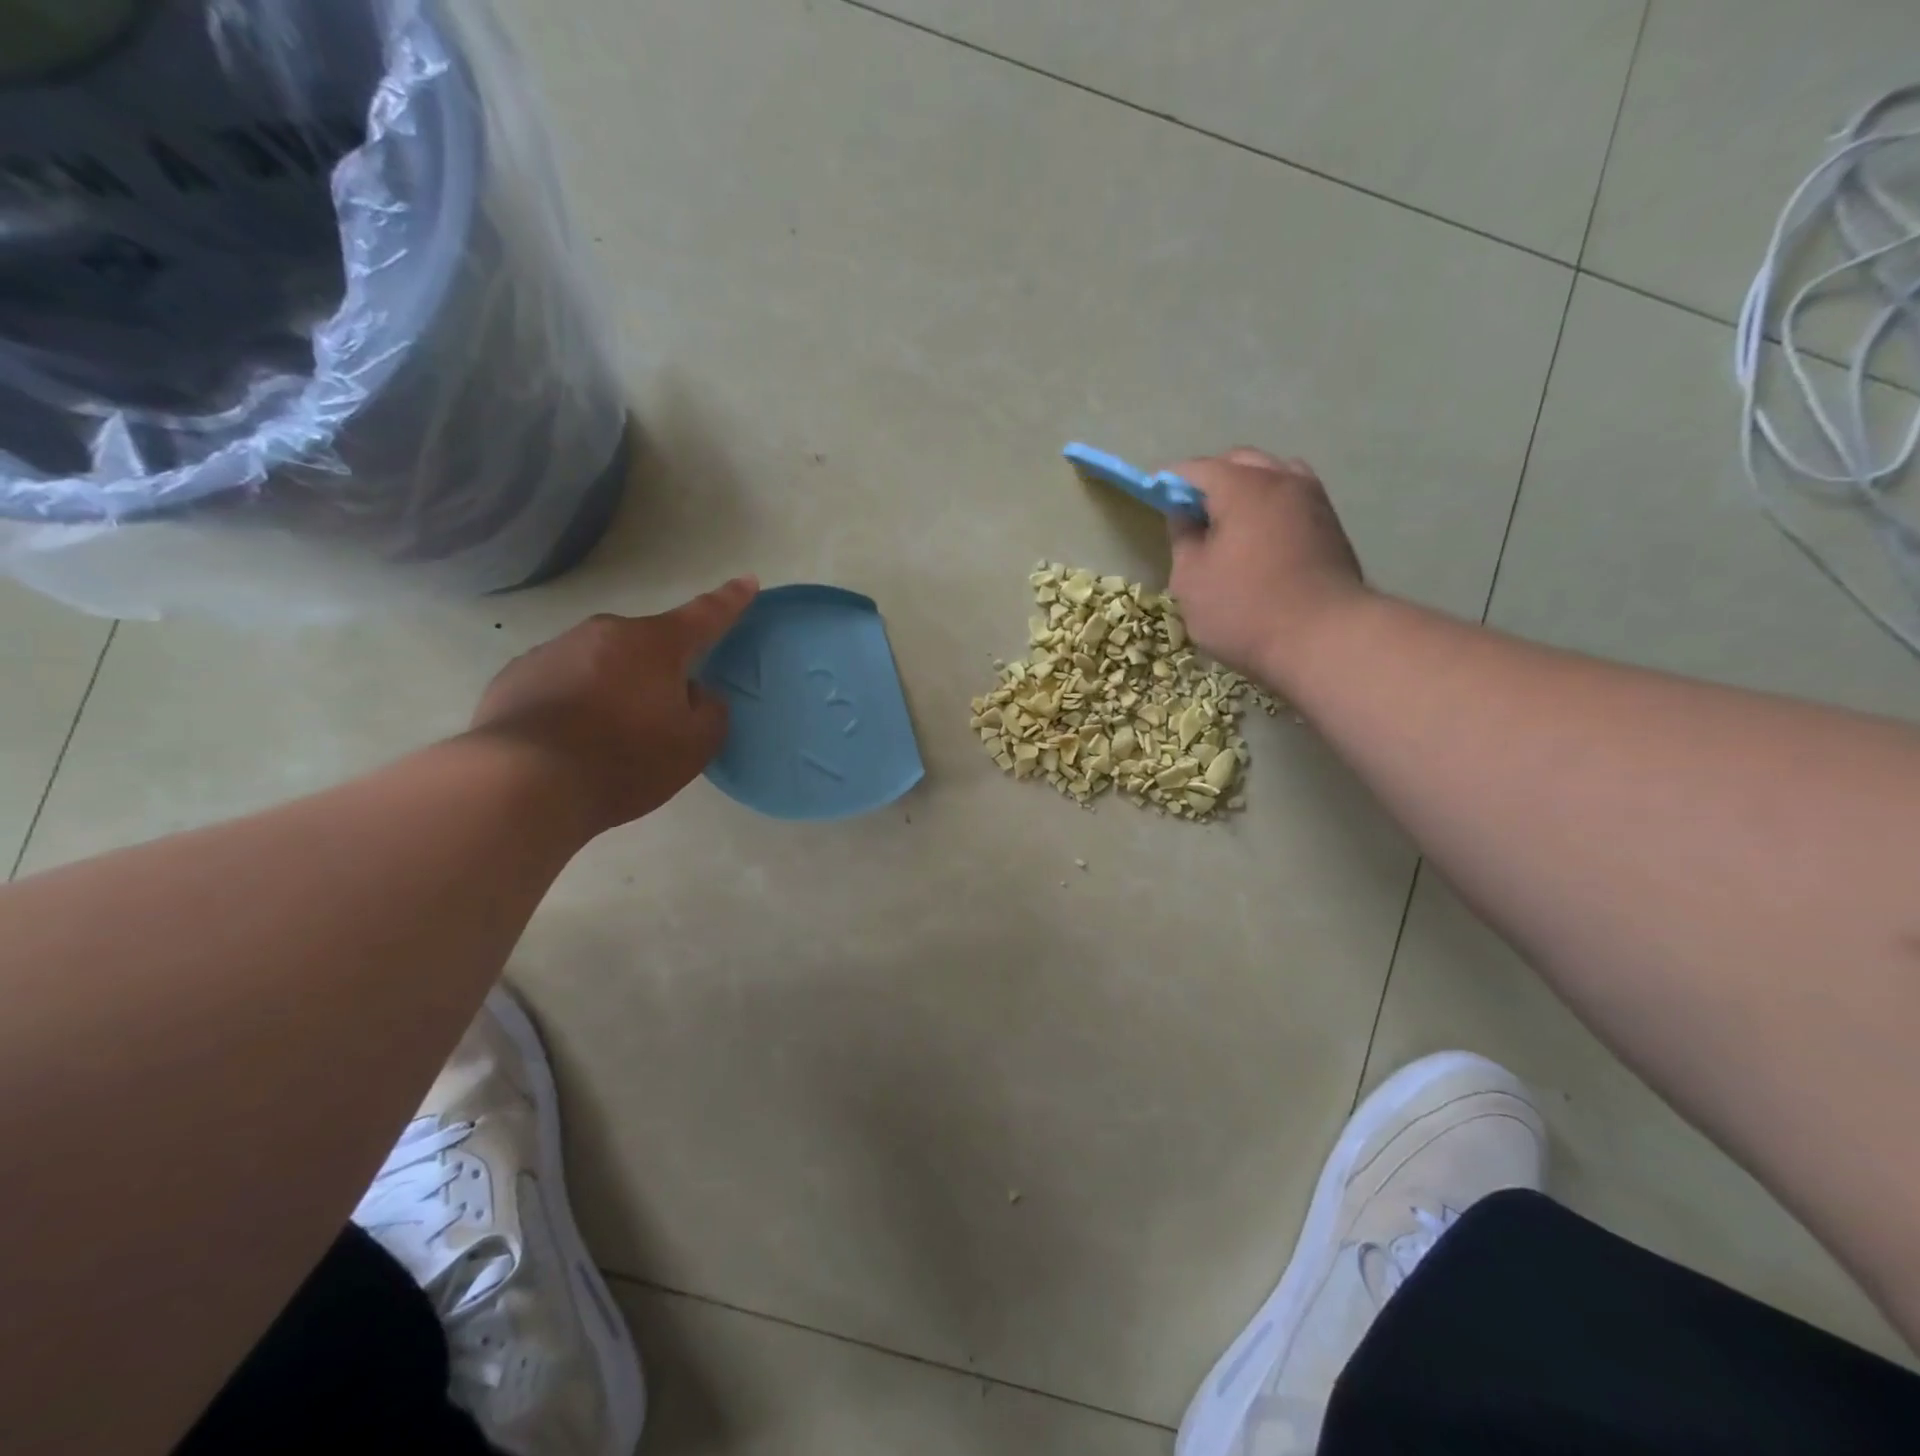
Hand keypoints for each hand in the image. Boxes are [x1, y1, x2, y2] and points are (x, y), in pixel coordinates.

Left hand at [469, 577, 758, 836]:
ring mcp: (553, 650)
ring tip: (605, 738)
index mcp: (655, 645)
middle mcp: (604, 633)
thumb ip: (709, 711)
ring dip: (612, 686)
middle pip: (646, 645)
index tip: (747, 581)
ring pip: (600, 662)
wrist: (524, 783)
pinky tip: (568, 740)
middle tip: (658, 718)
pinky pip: (560, 681)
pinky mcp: (515, 676)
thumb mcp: (693, 746)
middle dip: (658, 670)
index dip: (730, 600)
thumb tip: (694, 693)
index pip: (704, 616)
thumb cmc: (624, 760)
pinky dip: (572, 701)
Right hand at [1166, 449, 1366, 687]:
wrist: (1325, 640)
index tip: (1154, 495)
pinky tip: (1257, 538)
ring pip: (1273, 476)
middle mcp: (1282, 481)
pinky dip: (1270, 506)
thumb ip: (1183, 539)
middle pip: (1240, 463)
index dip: (1171, 481)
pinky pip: (1291, 499)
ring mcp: (1313, 501)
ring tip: (1227, 522)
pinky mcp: (1331, 526)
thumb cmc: (1245, 611)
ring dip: (1246, 489)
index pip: (1198, 469)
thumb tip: (1184, 516)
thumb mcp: (1191, 580)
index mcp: (1243, 487)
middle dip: (1211, 479)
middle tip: (1189, 511)